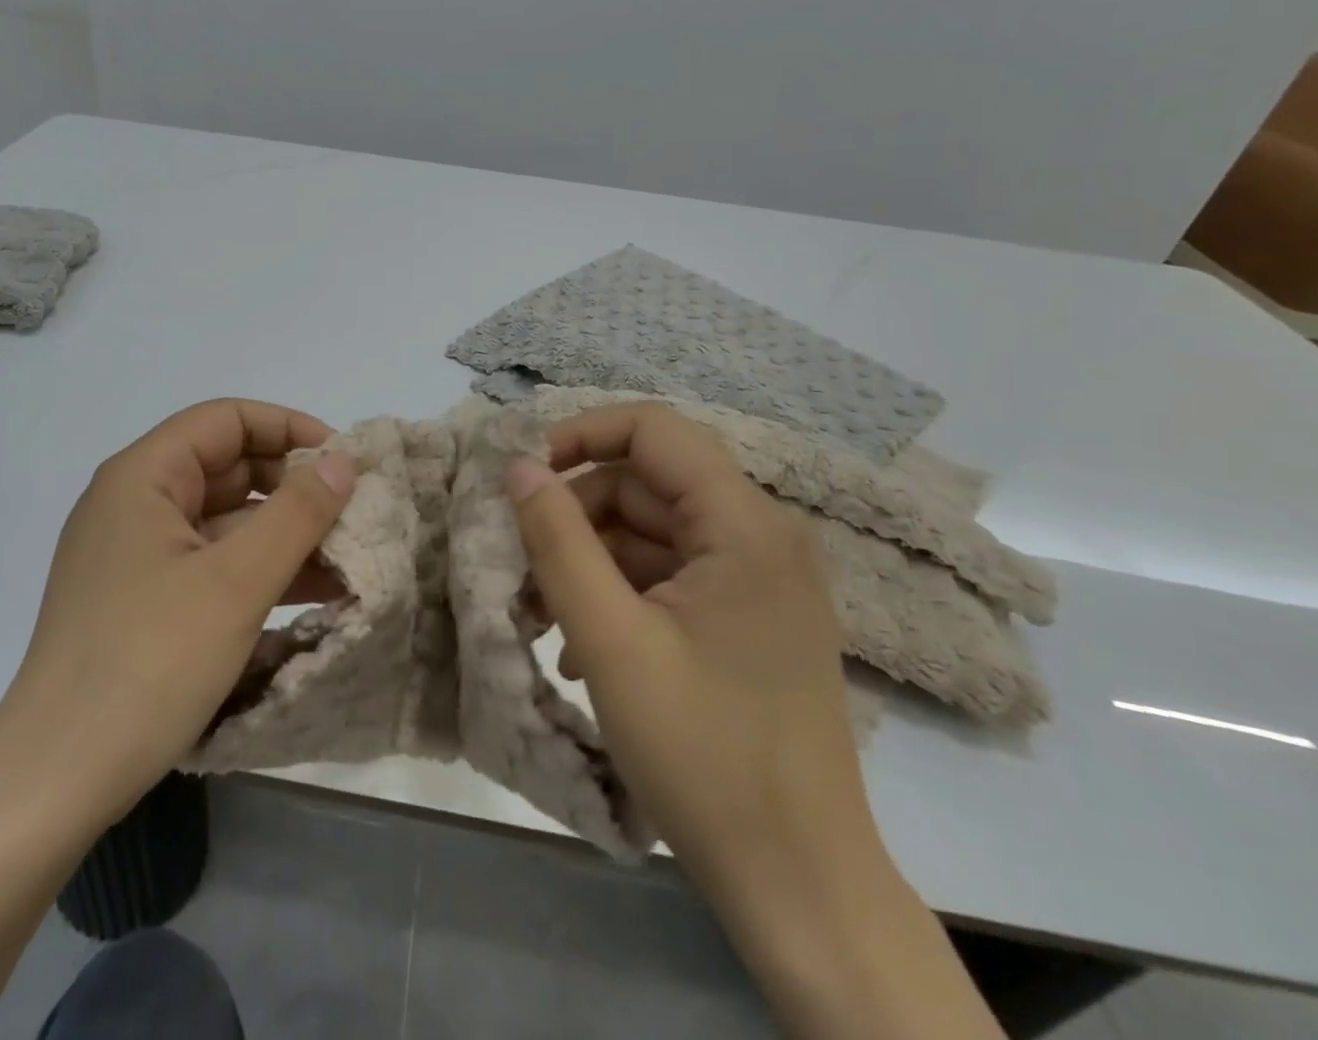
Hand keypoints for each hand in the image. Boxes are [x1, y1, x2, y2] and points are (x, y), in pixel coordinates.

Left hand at [0, 399, 354, 825]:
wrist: (53, 785)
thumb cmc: (147, 664)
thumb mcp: (236, 583)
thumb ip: (297, 513)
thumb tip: (343, 460)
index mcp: (143, 478)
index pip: (226, 420)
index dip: (288, 428)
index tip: (341, 461)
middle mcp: (134, 504)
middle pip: (227, 467)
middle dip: (292, 486)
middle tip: (351, 514)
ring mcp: (136, 555)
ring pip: (224, 520)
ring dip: (283, 533)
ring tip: (346, 559)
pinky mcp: (142, 600)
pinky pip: (211, 563)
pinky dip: (258, 570)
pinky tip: (310, 594)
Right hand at [504, 402, 876, 896]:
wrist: (799, 887)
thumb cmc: (703, 755)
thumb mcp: (610, 641)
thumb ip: (557, 541)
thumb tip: (519, 467)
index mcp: (743, 526)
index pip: (654, 430)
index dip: (582, 435)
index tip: (525, 477)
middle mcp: (758, 537)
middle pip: (644, 485)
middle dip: (574, 517)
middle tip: (519, 570)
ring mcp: (754, 581)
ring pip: (648, 533)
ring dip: (587, 563)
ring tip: (539, 618)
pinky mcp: (744, 619)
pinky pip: (666, 577)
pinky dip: (616, 594)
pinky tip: (578, 649)